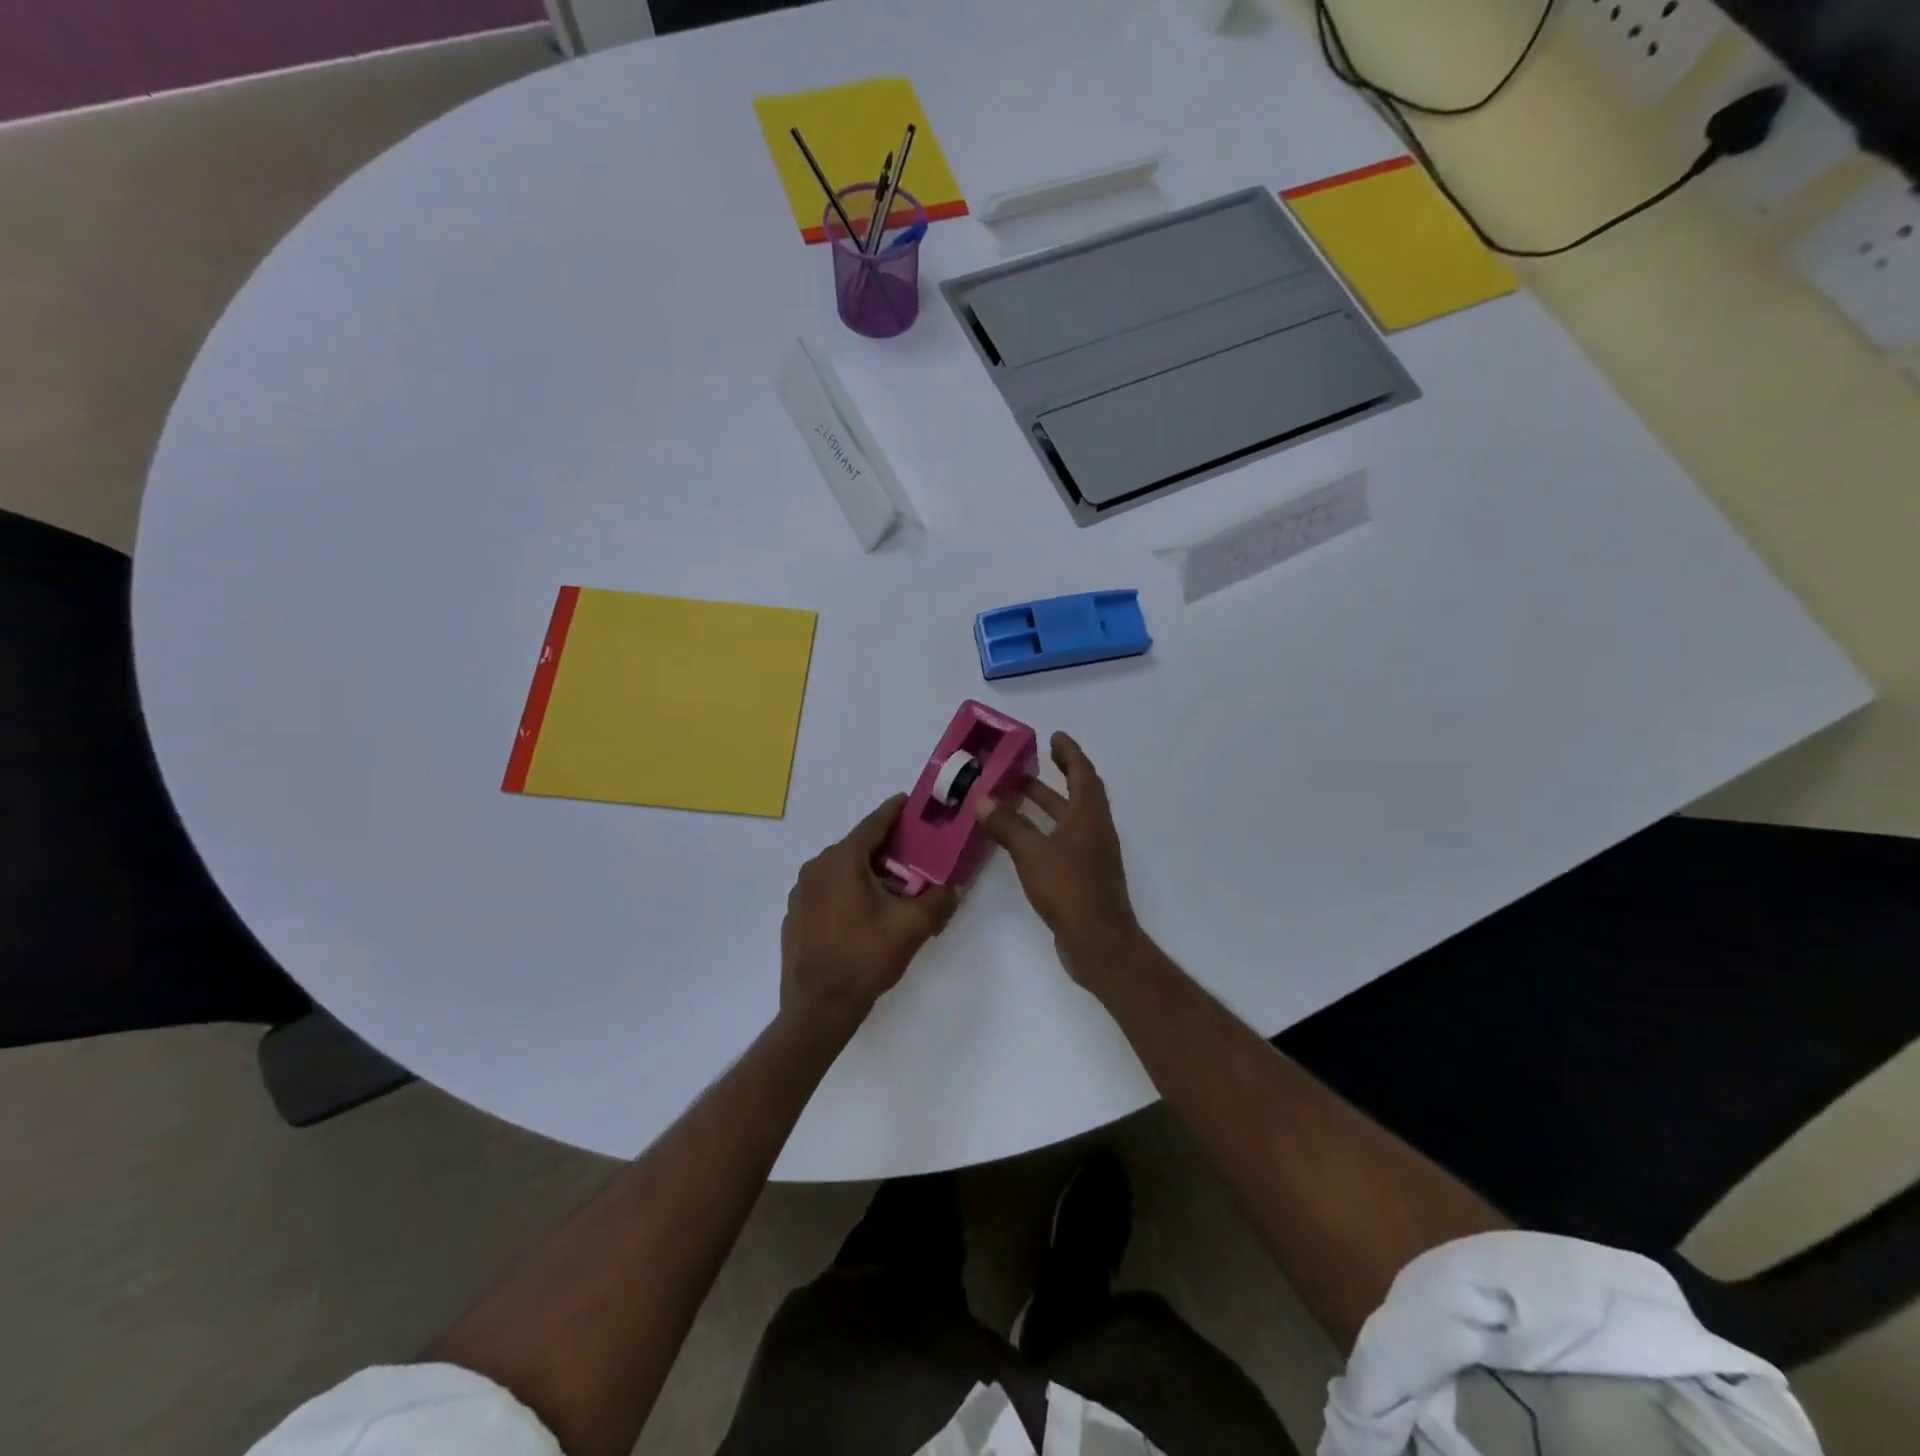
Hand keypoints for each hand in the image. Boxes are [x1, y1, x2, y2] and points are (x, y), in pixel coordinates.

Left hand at [781, 795, 958, 1028]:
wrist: (818, 1008)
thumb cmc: (865, 958)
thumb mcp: (912, 927)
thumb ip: (939, 900)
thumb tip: (954, 886)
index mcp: (843, 860)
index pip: (874, 823)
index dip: (895, 811)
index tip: (911, 802)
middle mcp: (817, 866)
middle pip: (858, 847)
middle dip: (887, 849)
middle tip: (915, 857)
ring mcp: (801, 891)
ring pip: (842, 870)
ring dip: (868, 873)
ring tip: (894, 891)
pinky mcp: (795, 914)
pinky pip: (828, 890)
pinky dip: (848, 891)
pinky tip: (865, 915)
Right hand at [973, 733, 1143, 989]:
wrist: (1099, 941)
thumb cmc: (1068, 888)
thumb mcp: (1031, 853)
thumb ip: (1007, 825)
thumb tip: (983, 799)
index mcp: (1089, 815)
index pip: (1082, 773)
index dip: (1069, 753)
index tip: (1054, 737)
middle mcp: (1094, 829)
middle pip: (1077, 794)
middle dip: (1053, 777)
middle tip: (1023, 766)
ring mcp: (1091, 854)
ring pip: (1068, 819)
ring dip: (1045, 805)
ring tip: (1013, 796)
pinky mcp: (1083, 875)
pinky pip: (1062, 841)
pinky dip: (1043, 831)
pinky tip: (1020, 838)